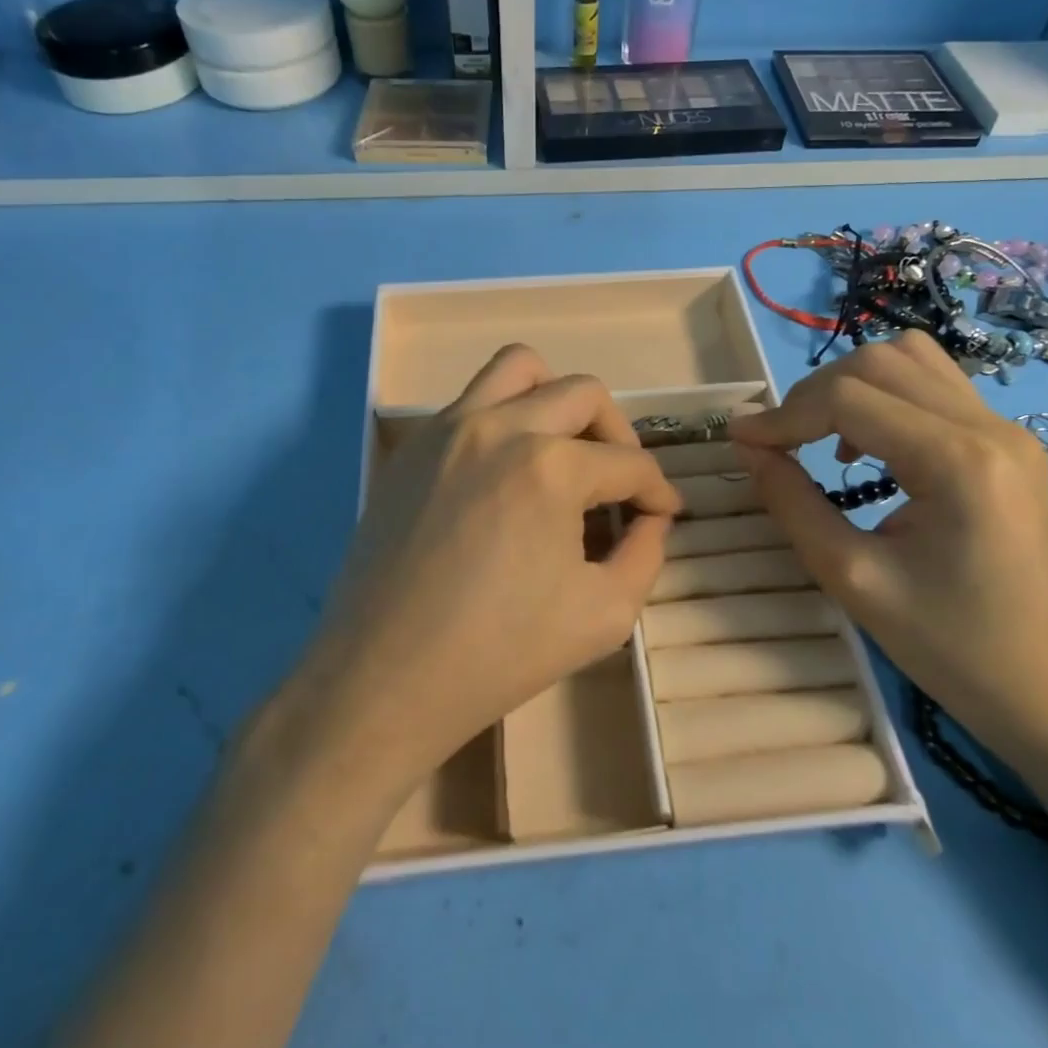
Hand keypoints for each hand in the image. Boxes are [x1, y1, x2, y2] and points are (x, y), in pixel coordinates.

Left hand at [282, 344, 680, 806]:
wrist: (384, 678)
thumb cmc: (499, 654)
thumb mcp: (604, 615)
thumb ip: (646, 555)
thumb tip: (652, 519)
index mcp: (551, 467)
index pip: (628, 462)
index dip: (657, 490)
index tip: (663, 511)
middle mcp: (500, 427)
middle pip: (583, 394)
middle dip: (618, 434)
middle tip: (620, 480)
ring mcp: (448, 429)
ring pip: (518, 368)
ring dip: (556, 397)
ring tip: (564, 447)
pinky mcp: (413, 448)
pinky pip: (470, 401)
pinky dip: (504, 416)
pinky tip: (506, 472)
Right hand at [728, 333, 1047, 760]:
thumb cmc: (950, 647)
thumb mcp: (852, 578)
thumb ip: (791, 503)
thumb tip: (746, 446)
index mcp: (958, 462)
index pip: (850, 398)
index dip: (785, 414)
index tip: (742, 441)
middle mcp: (989, 427)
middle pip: (879, 362)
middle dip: (814, 393)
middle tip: (781, 442)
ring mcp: (1006, 429)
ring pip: (910, 358)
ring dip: (851, 384)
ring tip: (823, 435)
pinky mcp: (1008, 441)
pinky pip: (934, 384)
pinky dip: (886, 394)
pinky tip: (870, 442)